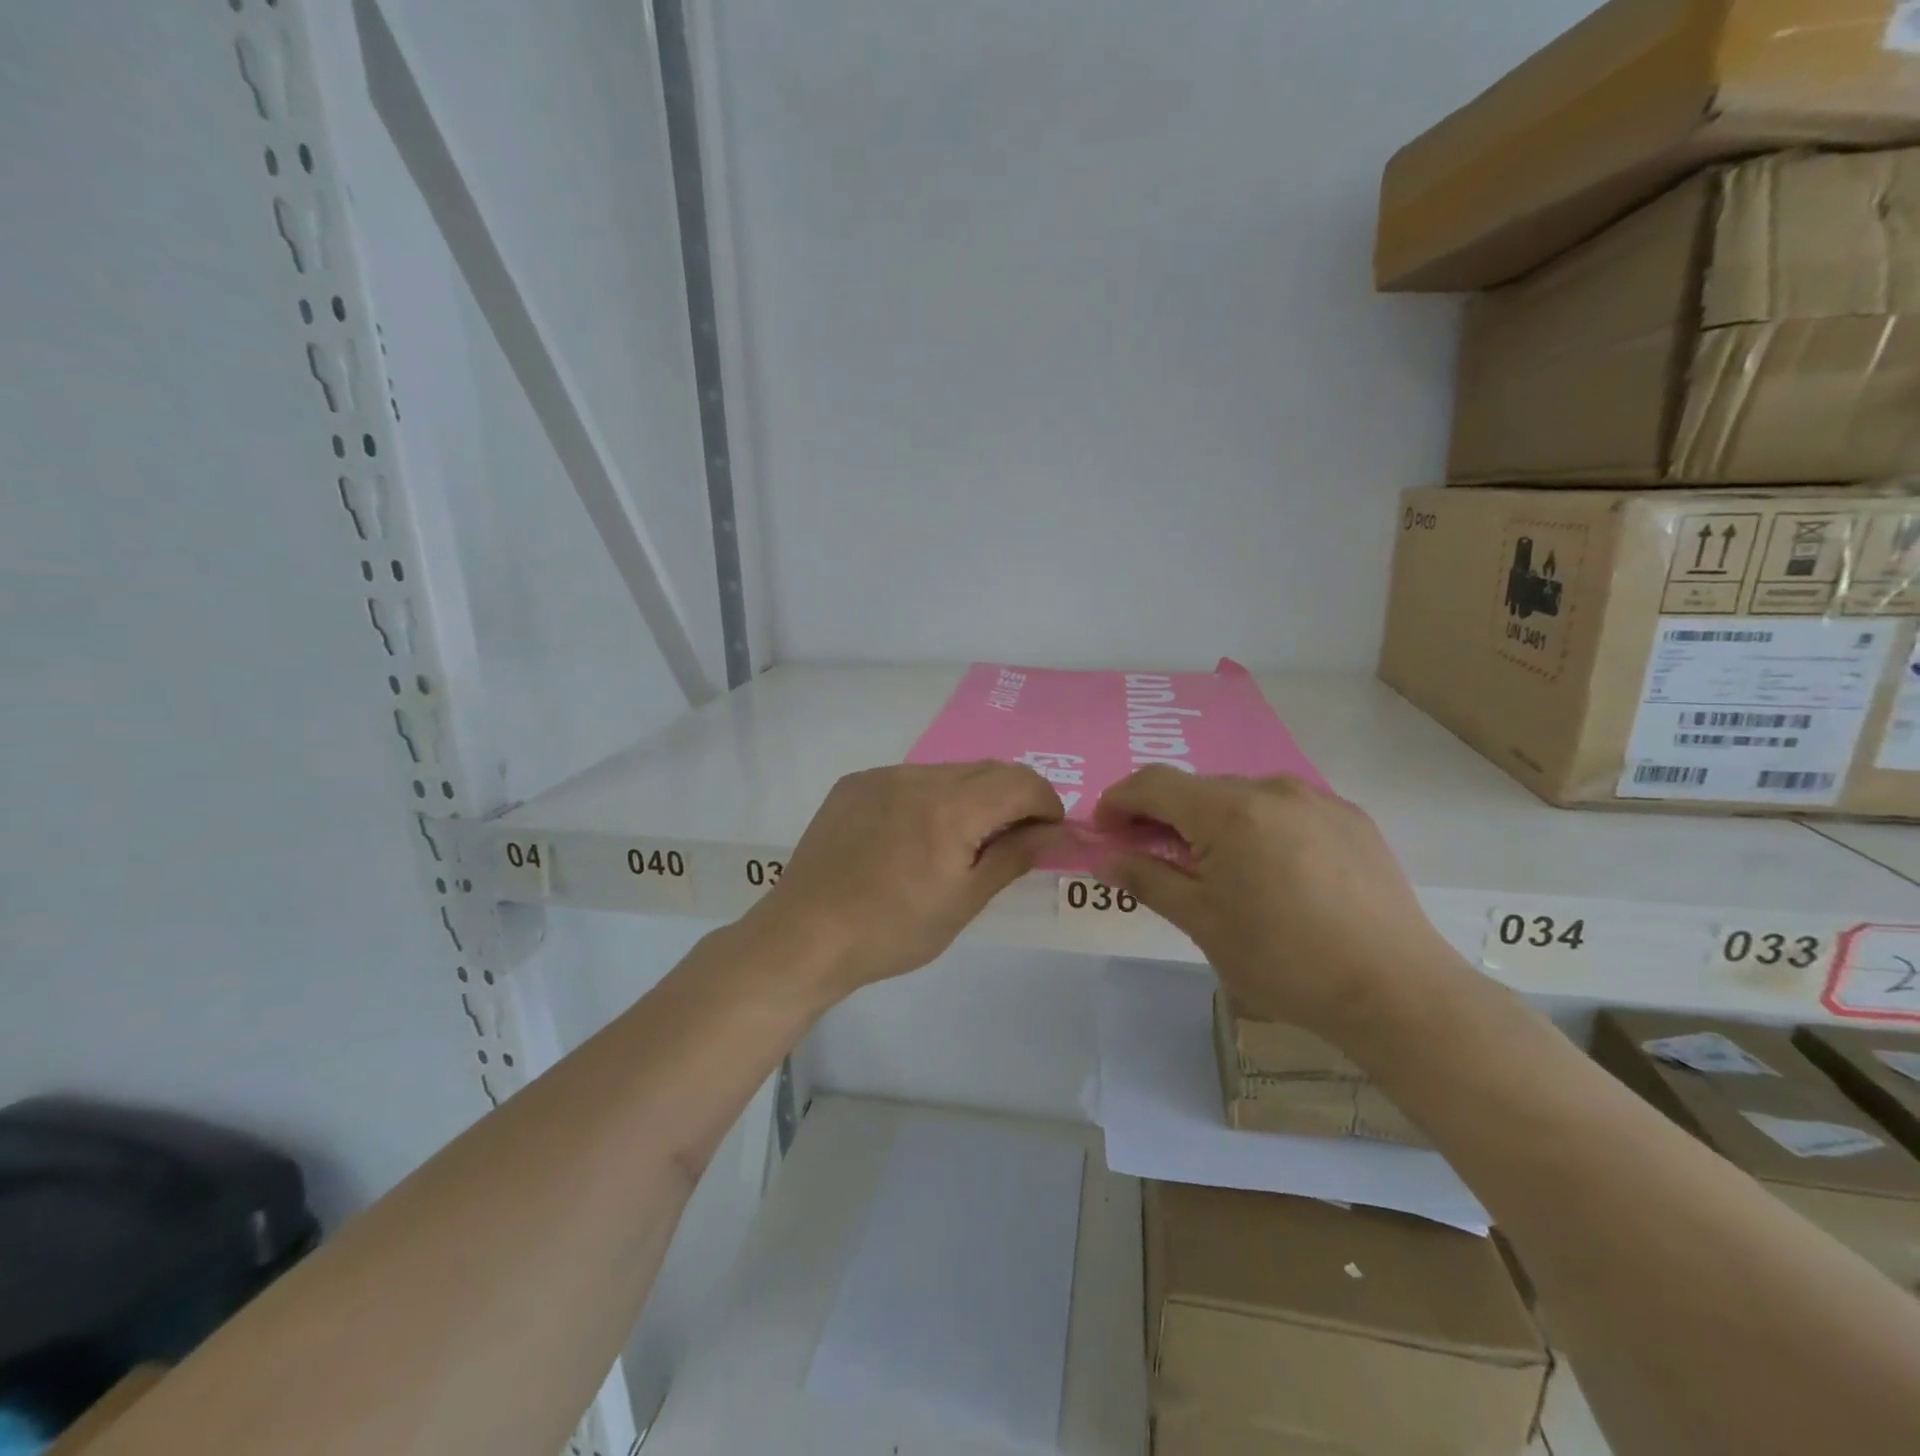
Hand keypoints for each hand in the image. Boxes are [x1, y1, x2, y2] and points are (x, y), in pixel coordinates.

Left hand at [748, 762, 1063, 998]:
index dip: (1046, 802)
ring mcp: (882, 776)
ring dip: (970, 797)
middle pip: (988, 770)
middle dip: (1012, 798)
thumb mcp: (963, 902)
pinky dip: (929, 798)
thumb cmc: (891, 930)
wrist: (804, 935)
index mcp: (951, 808)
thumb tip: (1058, 833)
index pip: (1021, 781)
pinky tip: (911, 837)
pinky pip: (910, 778)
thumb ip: (1014, 857)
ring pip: (948, 772)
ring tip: (955, 843)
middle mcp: (918, 777)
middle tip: (1009, 841)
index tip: (1046, 834)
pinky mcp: (855, 784)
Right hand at [1095, 769, 1462, 1037]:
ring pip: (1241, 795)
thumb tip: (1104, 858)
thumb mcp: (1202, 923)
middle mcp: (1271, 788)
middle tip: (1153, 857)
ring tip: (1216, 868)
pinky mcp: (1350, 817)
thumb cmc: (1284, 960)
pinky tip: (1271, 871)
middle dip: (1163, 815)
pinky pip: (1283, 808)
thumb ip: (1147, 880)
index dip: (1118, 801)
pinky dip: (1257, 826)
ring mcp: (1316, 799)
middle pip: (1197, 788)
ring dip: (1211, 820)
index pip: (1152, 783)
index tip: (1105, 833)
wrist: (1396, 990)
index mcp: (1229, 811)